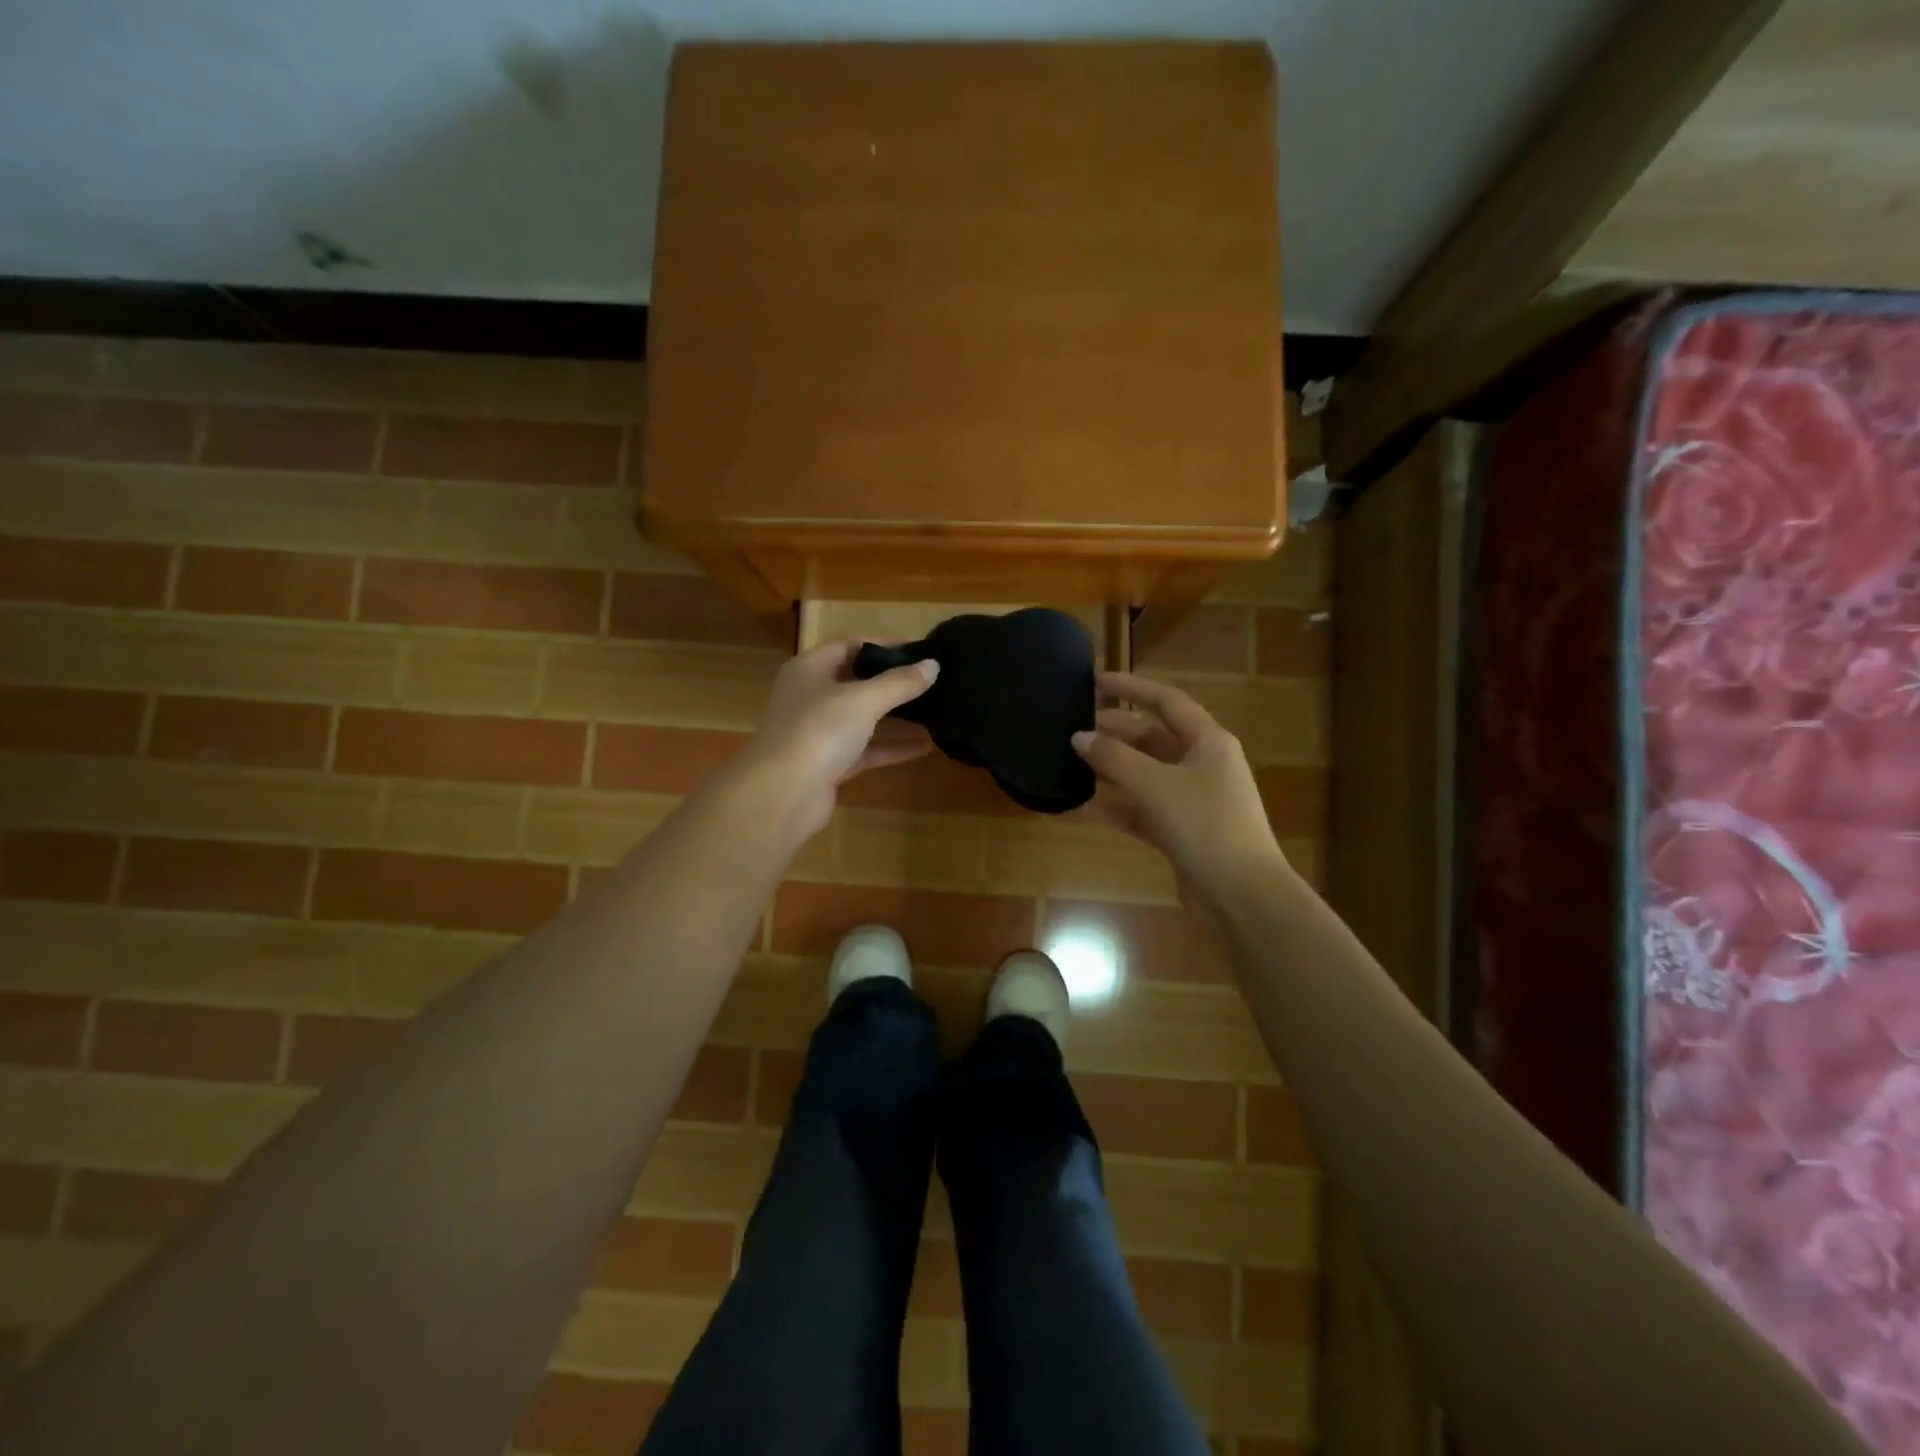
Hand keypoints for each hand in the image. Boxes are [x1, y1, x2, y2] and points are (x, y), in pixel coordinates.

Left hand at [736, 638, 937, 838]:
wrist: (782, 794)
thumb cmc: (819, 731)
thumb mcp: (863, 700)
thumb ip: (900, 683)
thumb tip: (933, 665)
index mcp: (810, 669)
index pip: (851, 645)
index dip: (886, 645)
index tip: (922, 649)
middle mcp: (812, 696)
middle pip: (858, 682)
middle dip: (894, 683)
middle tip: (933, 682)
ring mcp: (819, 732)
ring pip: (864, 718)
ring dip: (897, 717)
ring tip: (936, 712)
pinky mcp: (829, 764)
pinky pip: (866, 749)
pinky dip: (891, 746)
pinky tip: (925, 746)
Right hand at [1072, 671, 1284, 892]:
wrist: (1242, 894)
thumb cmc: (1205, 826)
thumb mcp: (1155, 785)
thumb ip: (1113, 758)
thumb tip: (1079, 737)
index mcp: (1209, 741)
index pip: (1167, 701)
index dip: (1132, 688)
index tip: (1096, 681)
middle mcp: (1204, 765)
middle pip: (1154, 738)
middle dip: (1116, 732)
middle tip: (1077, 728)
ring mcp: (1194, 800)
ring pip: (1147, 774)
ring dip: (1113, 769)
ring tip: (1075, 762)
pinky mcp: (1183, 831)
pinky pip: (1143, 809)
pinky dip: (1117, 807)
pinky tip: (1084, 808)